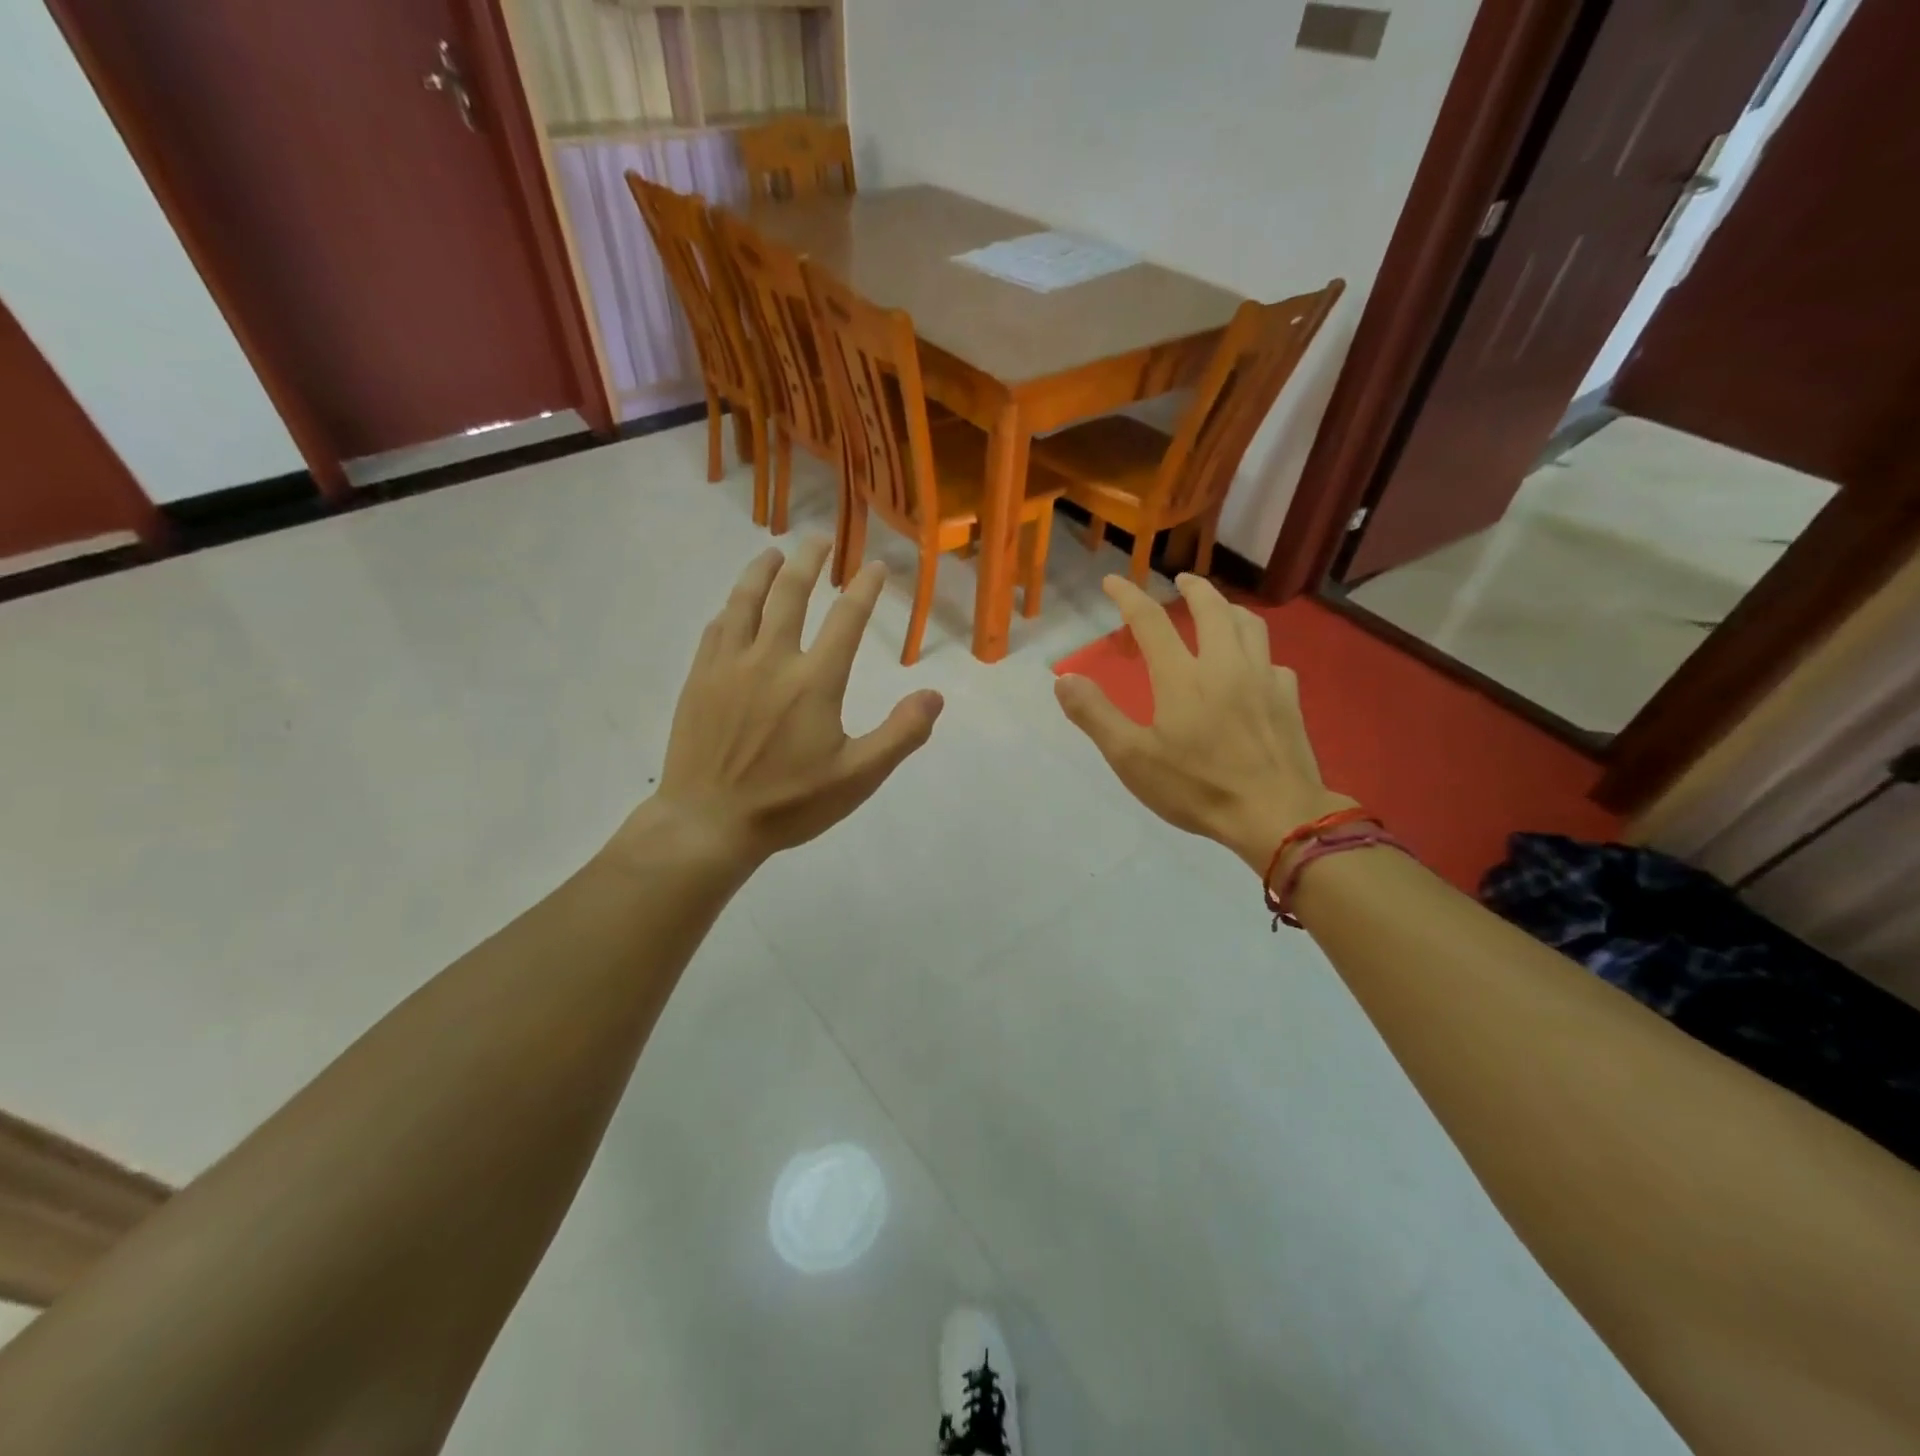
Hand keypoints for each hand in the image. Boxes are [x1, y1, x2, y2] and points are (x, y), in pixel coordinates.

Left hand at [627, 540, 942, 866]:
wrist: (709, 822)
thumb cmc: (789, 803)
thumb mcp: (857, 778)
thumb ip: (900, 734)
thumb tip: (935, 696)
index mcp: (815, 681)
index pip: (847, 618)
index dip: (865, 588)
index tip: (876, 567)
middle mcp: (772, 659)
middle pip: (791, 594)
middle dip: (810, 562)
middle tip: (821, 542)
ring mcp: (730, 665)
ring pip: (747, 600)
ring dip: (764, 571)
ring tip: (775, 553)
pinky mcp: (701, 677)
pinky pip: (718, 627)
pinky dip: (732, 606)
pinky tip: (736, 604)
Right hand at [1055, 574, 1352, 874]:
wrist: (1276, 814)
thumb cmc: (1197, 787)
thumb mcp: (1132, 758)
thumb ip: (1095, 715)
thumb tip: (1063, 679)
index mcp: (1183, 676)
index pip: (1151, 620)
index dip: (1129, 595)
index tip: (1114, 580)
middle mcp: (1225, 664)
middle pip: (1211, 608)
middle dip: (1193, 587)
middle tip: (1181, 579)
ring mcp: (1263, 679)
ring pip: (1250, 625)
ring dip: (1229, 609)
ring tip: (1219, 610)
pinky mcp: (1288, 699)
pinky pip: (1273, 661)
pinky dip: (1257, 653)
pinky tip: (1254, 668)